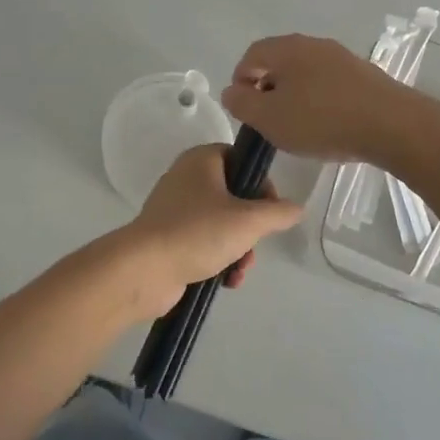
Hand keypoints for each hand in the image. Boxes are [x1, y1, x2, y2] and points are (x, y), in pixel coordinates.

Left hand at [107, 145, 301, 319]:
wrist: (144, 269)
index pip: (240, 159)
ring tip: (239, 270)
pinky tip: (225, 281)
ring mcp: (175, 209)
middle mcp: (186, 178)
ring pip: (221, 223)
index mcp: (201, 160)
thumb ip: (278, 213)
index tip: (271, 209)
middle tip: (253, 245)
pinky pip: (203, 242)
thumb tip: (296, 208)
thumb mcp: (248, 221)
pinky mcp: (168, 238)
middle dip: (250, 227)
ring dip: (238, 249)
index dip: (260, 183)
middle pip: (234, 196)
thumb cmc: (198, 232)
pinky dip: (218, 260)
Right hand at [221, 33, 429, 164]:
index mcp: (286, 48)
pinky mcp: (364, 74)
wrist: (392, 125)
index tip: (244, 110)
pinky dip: (320, 99)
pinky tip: (327, 124)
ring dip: (295, 95)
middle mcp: (313, 44)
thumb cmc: (322, 120)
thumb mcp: (269, 118)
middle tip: (269, 119)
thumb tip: (232, 91)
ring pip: (306, 73)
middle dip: (268, 89)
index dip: (241, 81)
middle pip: (279, 62)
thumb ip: (242, 103)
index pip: (251, 55)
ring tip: (298, 125)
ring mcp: (341, 57)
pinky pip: (330, 83)